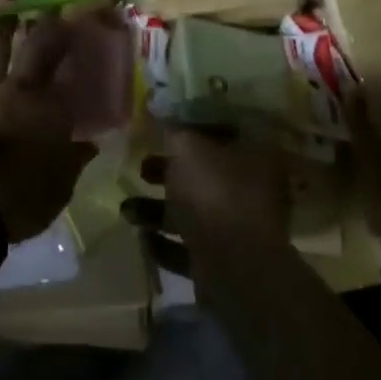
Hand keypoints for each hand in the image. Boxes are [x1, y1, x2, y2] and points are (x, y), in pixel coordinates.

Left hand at [0, 11, 97, 241]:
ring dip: (2, 30)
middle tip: (48, 11)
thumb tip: (88, 145)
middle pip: (35, 44)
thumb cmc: (22, 200)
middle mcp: (21, 89)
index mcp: (52, 109)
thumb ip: (74, 160)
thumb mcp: (60, 187)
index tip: (81, 30)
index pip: (70, 67)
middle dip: (45, 24)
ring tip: (7, 21)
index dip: (76, 45)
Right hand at [123, 123, 291, 280]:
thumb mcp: (188, 148)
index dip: (192, 126)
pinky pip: (188, 248)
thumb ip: (173, 130)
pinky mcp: (222, 262)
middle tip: (140, 167)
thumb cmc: (215, 193)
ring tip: (126, 209)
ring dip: (158, 210)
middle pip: (204, 173)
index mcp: (255, 155)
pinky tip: (142, 237)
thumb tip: (159, 111)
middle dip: (168, 171)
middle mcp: (251, 190)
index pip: (223, 131)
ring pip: (193, 212)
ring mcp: (238, 229)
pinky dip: (164, 243)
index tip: (162, 126)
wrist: (233, 268)